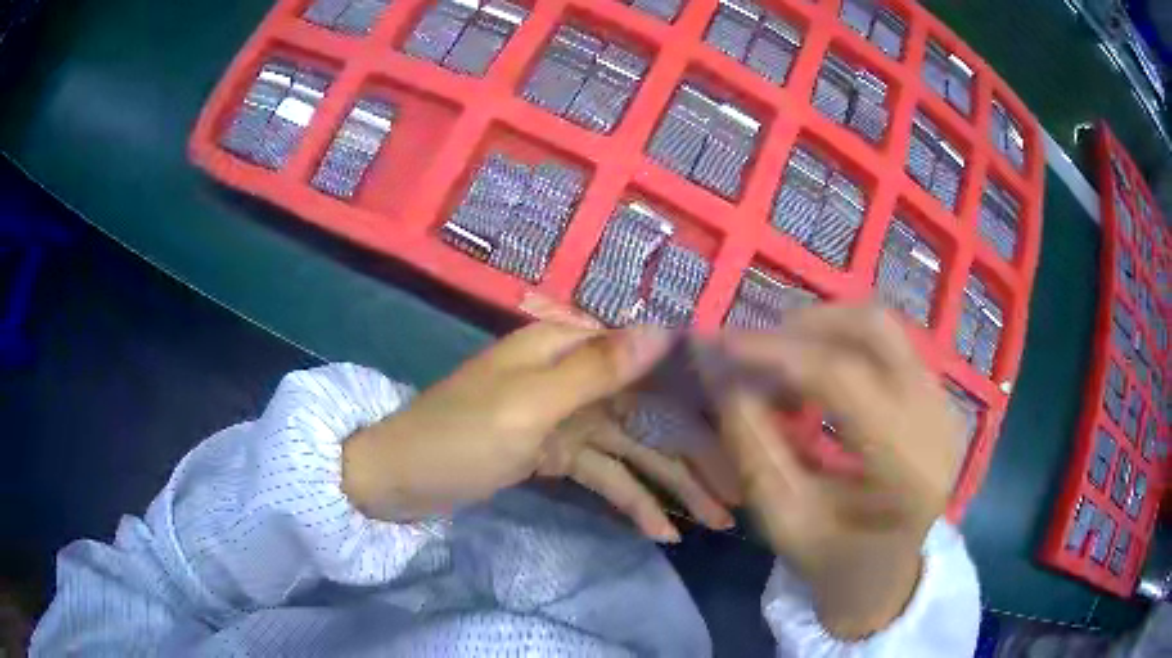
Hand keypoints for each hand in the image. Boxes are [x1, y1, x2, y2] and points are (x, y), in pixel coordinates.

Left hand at [342, 322, 732, 540]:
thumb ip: (597, 369)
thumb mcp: (527, 406)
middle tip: (735, 493)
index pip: (650, 364)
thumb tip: (665, 330)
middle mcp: (574, 375)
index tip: (743, 429)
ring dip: (671, 485)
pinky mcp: (556, 453)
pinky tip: (662, 530)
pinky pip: (605, 474)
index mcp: (566, 346)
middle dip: (692, 454)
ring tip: (714, 520)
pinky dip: (631, 500)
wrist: (396, 480)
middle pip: (648, 413)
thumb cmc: (456, 438)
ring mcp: (566, 417)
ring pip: (633, 449)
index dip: (698, 396)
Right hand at [716, 306, 963, 638]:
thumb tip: (725, 374)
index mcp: (908, 468)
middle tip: (759, 347)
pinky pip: (891, 344)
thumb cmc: (834, 559)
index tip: (724, 342)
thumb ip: (753, 447)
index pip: (845, 380)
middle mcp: (939, 421)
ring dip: (826, 330)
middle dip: (807, 326)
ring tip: (784, 358)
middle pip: (875, 330)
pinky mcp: (940, 396)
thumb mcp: (783, 518)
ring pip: (883, 327)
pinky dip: (846, 343)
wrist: (889, 573)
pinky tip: (817, 369)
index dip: (779, 353)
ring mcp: (946, 402)